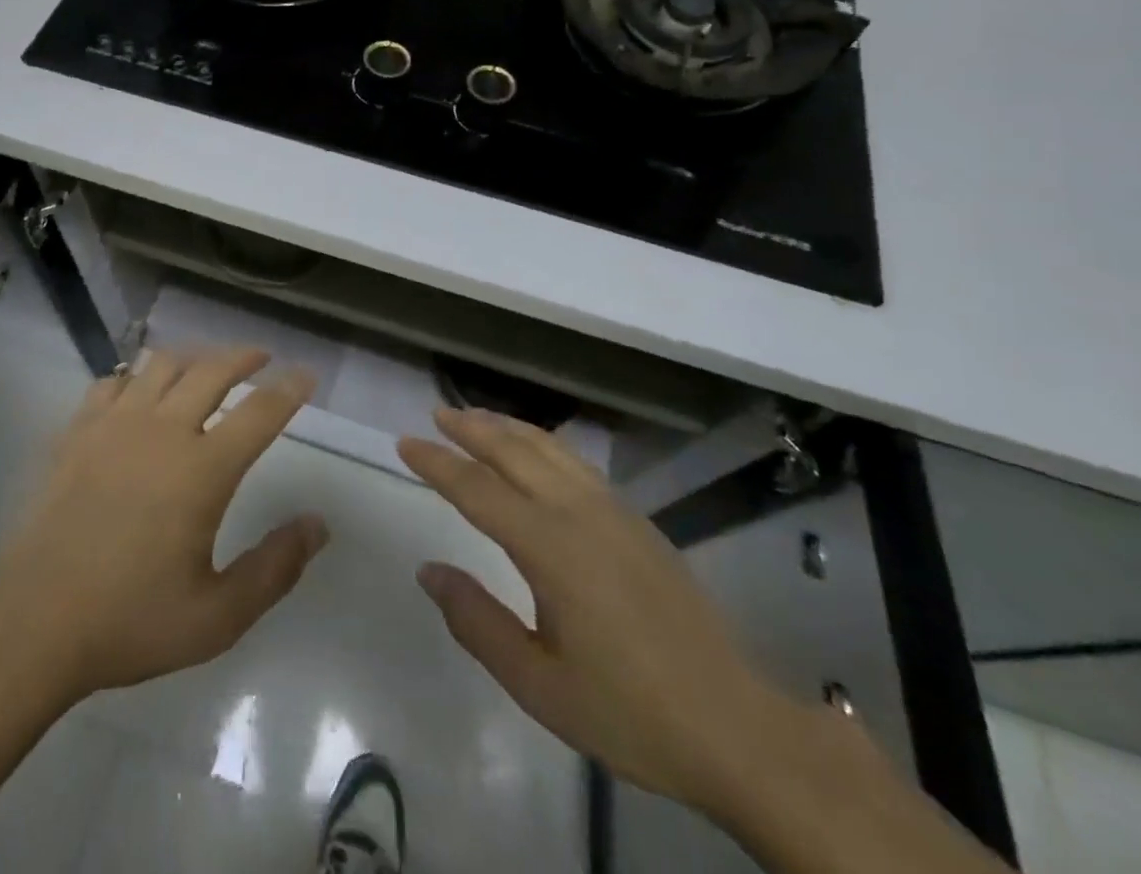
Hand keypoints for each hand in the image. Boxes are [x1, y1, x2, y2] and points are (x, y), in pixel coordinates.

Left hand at [0, 347, 328, 702]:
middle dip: (243, 357)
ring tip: (205, 365)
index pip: (260, 412)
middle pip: (212, 371)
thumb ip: (275, 568)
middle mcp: (162, 432)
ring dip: (192, 357)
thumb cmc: (131, 621)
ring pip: (161, 365)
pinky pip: (111, 383)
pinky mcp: (76, 434)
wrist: (33, 624)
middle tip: (261, 357)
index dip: (289, 389)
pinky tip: (137, 391)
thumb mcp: (218, 616)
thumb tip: (318, 525)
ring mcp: (114, 426)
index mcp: (202, 470)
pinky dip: (134, 377)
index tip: (306, 374)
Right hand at [399, 407, 792, 814]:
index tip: (405, 443)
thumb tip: (429, 571)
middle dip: (471, 428)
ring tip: (477, 418)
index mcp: (550, 547)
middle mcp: (579, 512)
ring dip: (508, 427)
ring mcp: (614, 511)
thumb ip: (477, 622)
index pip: (477, 489)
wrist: (735, 726)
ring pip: (550, 448)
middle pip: (514, 451)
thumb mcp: (539, 684)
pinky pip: (576, 462)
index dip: (437, 464)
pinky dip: (543, 443)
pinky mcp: (638, 520)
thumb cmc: (630, 711)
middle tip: (437, 414)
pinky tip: (537, 451)